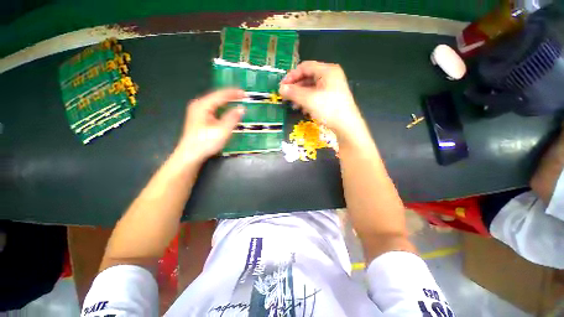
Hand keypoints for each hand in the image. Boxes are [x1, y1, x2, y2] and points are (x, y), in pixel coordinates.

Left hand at [175, 89, 244, 164]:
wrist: (191, 155)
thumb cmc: (206, 142)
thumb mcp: (222, 130)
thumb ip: (232, 118)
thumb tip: (242, 108)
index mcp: (203, 105)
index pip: (220, 95)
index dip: (233, 93)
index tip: (244, 93)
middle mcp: (199, 105)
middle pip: (217, 97)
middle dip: (230, 96)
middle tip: (243, 96)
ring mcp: (198, 112)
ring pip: (215, 103)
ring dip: (227, 101)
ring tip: (238, 100)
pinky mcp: (200, 119)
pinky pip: (214, 109)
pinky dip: (223, 108)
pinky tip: (228, 110)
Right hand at [279, 61, 365, 142]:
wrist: (346, 126)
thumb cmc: (329, 109)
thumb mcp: (309, 100)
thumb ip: (294, 93)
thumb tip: (281, 89)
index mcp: (327, 71)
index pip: (305, 67)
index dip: (292, 75)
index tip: (282, 86)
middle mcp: (330, 76)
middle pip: (308, 77)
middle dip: (296, 87)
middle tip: (286, 96)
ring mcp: (332, 87)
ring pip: (311, 87)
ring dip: (300, 95)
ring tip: (293, 105)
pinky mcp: (331, 97)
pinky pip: (316, 95)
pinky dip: (307, 100)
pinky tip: (303, 109)